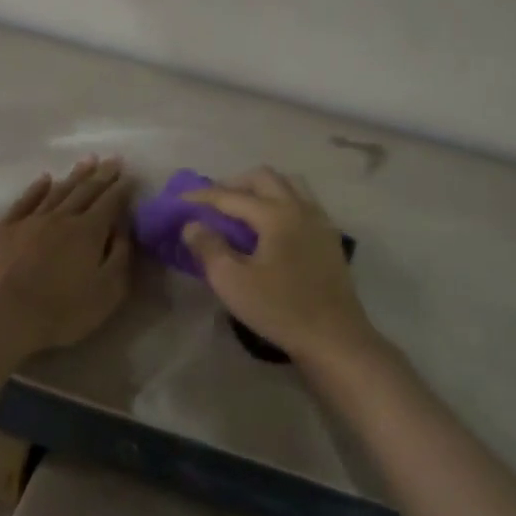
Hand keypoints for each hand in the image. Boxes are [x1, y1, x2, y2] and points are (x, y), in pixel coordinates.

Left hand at [0, 157, 134, 352]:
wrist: (0, 314)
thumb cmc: (60, 310)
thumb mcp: (106, 292)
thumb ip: (120, 257)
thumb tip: (123, 230)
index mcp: (89, 232)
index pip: (110, 203)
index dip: (122, 189)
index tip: (130, 175)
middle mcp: (62, 218)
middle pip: (86, 191)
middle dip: (102, 175)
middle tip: (113, 159)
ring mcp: (31, 220)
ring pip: (58, 191)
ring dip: (74, 175)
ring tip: (87, 160)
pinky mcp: (5, 229)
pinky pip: (25, 200)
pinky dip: (37, 188)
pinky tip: (44, 179)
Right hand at [181, 168, 379, 365]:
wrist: (334, 338)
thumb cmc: (280, 309)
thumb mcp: (233, 282)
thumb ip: (209, 248)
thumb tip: (192, 225)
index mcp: (276, 214)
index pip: (232, 196)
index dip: (203, 195)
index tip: (181, 198)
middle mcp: (300, 207)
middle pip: (264, 178)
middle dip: (235, 184)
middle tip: (213, 202)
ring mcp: (319, 220)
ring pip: (289, 184)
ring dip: (261, 188)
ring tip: (242, 208)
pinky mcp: (329, 237)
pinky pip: (303, 202)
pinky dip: (282, 201)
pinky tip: (271, 226)